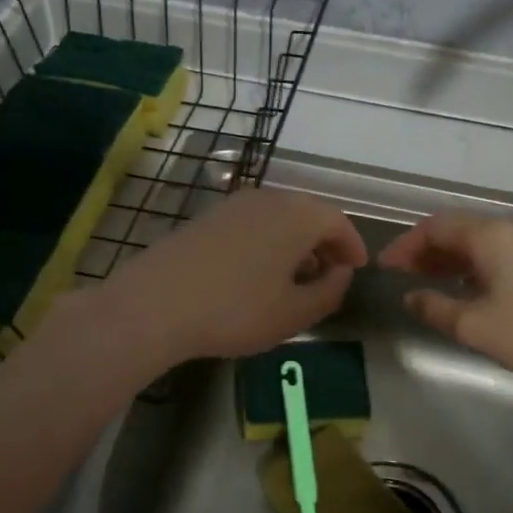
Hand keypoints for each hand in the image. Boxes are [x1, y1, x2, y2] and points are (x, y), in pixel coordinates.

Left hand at [95, 188, 366, 367]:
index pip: (338, 222)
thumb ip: (329, 291)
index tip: (357, 269)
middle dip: (325, 243)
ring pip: (279, 217)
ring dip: (295, 242)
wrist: (155, 303)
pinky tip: (258, 273)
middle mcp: (269, 199)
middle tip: (330, 274)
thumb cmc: (236, 309)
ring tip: (295, 278)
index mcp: (298, 216)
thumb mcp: (294, 313)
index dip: (352, 246)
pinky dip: (268, 241)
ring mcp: (234, 204)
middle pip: (309, 214)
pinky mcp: (208, 216)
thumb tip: (342, 273)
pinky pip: (253, 222)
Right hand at [378, 212, 512, 392]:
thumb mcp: (475, 326)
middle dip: (428, 250)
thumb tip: (411, 297)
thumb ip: (436, 308)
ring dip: (454, 258)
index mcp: (490, 235)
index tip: (386, 268)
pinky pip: (504, 252)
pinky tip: (476, 289)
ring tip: (434, 283)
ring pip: (484, 241)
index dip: (406, 245)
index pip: (435, 227)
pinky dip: (479, 264)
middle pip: (460, 229)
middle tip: (405, 275)